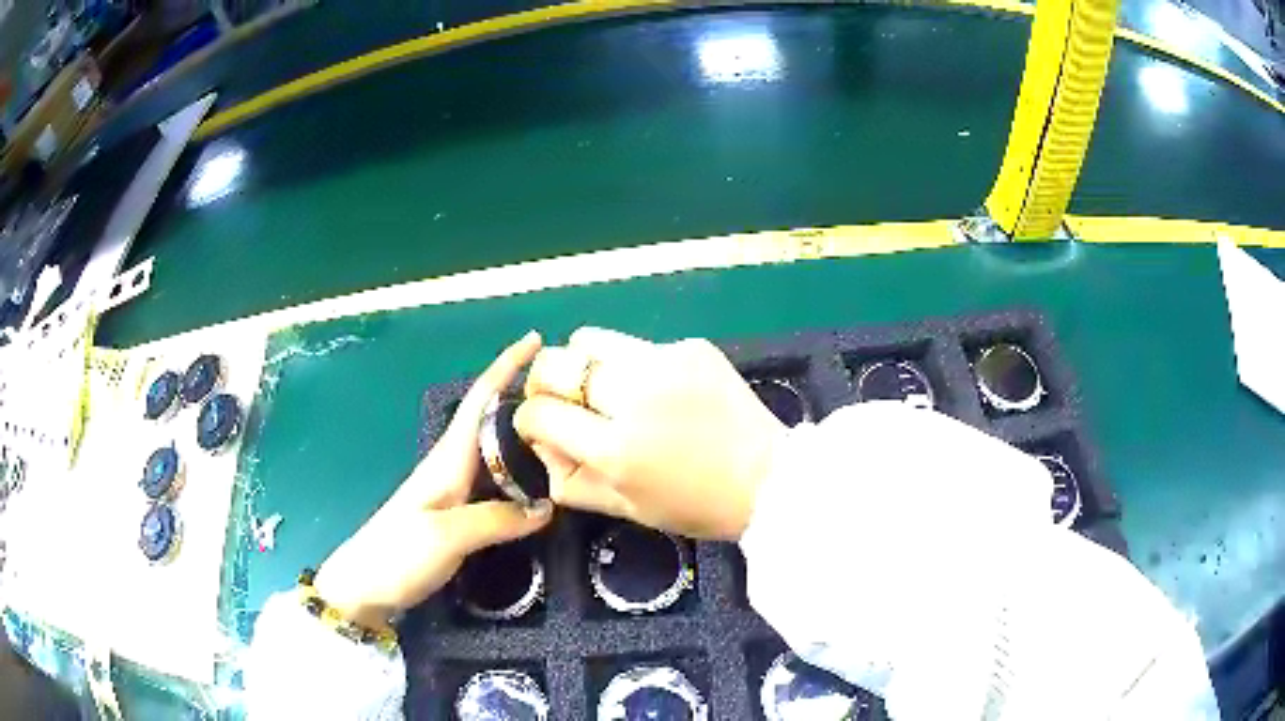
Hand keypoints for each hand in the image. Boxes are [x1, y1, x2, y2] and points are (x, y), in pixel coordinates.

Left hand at [314, 332, 552, 627]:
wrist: (362, 588)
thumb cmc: (396, 555)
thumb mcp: (446, 536)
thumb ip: (496, 520)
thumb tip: (546, 508)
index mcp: (447, 460)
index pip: (480, 400)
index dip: (505, 366)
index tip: (535, 339)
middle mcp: (451, 468)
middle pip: (491, 421)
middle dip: (524, 398)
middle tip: (569, 396)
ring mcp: (451, 493)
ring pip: (494, 453)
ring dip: (524, 437)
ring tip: (564, 436)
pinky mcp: (454, 517)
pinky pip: (494, 484)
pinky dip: (519, 475)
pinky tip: (538, 487)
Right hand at [515, 328, 784, 540]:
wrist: (771, 477)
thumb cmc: (697, 506)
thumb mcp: (628, 508)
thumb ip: (570, 480)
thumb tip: (541, 443)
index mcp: (618, 449)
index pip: (540, 414)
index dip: (528, 420)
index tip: (539, 427)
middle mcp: (636, 395)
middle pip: (554, 363)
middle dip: (543, 383)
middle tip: (560, 401)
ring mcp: (666, 362)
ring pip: (588, 338)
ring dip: (582, 364)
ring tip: (605, 390)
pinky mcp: (691, 345)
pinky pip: (636, 345)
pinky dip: (630, 365)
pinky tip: (658, 391)